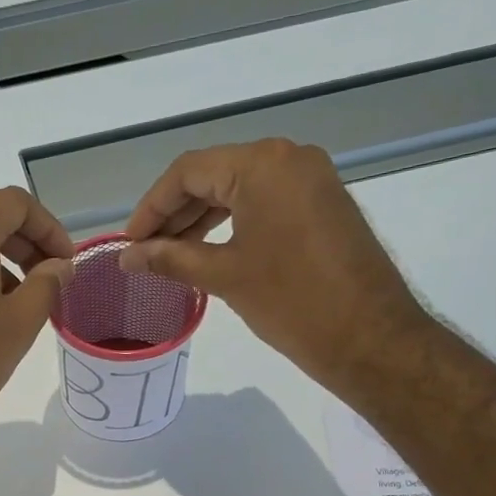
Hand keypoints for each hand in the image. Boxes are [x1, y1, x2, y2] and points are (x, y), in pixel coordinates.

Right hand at [120, 140, 431, 394]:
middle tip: (145, 252)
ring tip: (170, 257)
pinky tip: (209, 252)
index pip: (189, 171)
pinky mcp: (323, 204)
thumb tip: (126, 257)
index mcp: (263, 164)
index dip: (152, 207)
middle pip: (215, 175)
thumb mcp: (224, 276)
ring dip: (202, 220)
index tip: (129, 243)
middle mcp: (289, 158)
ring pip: (241, 189)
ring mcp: (311, 180)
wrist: (369, 336)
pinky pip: (266, 203)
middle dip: (175, 214)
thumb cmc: (292, 301)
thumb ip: (170, 259)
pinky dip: (233, 224)